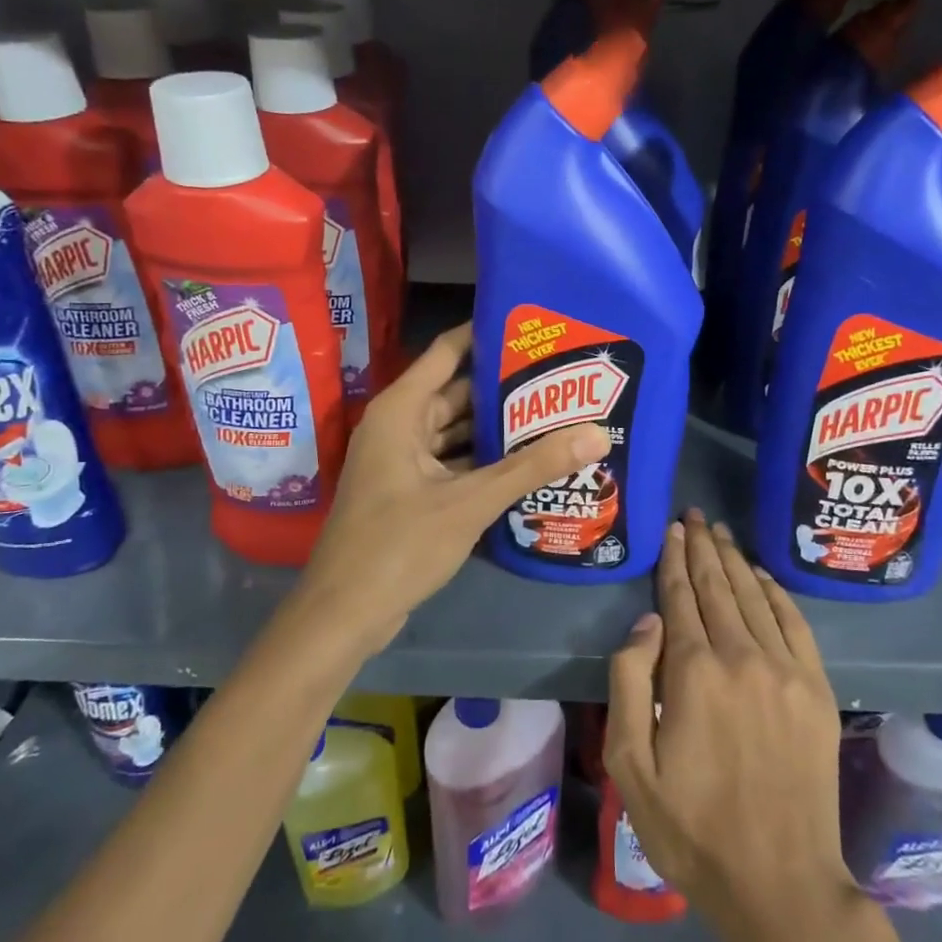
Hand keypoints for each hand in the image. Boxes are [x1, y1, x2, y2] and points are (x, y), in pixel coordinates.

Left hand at [295, 322, 609, 649]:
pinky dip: (484, 462)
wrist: (344, 615)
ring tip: (555, 416)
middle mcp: (400, 426)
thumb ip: (532, 467)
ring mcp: (403, 462)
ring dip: (498, 429)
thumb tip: (596, 433)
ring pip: (457, 432)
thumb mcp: (470, 502)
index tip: (533, 326)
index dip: (487, 334)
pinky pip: (453, 463)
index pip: (448, 352)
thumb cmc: (398, 545)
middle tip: (561, 378)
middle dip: (505, 388)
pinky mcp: (411, 492)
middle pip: (458, 393)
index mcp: (401, 411)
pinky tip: (528, 464)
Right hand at [605, 510, 853, 939]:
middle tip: (694, 515)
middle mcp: (741, 656)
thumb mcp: (630, 764)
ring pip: (755, 596)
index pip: (680, 595)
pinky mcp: (817, 691)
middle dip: (703, 546)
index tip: (672, 529)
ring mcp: (785, 671)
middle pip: (718, 585)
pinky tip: (762, 576)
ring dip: (735, 560)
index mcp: (693, 671)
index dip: (674, 558)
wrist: (780, 882)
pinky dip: (775, 593)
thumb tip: (648, 620)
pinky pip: (795, 624)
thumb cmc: (691, 827)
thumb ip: (629, 680)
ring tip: (720, 533)